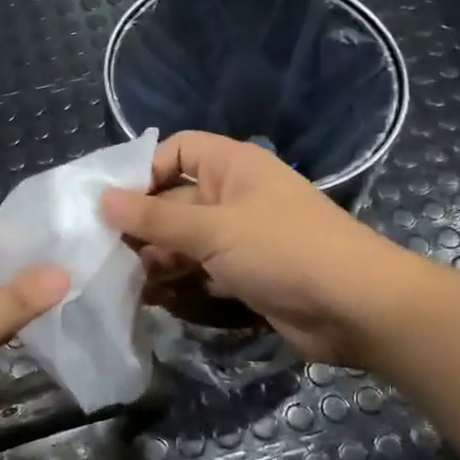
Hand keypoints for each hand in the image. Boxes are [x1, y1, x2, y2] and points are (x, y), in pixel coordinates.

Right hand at [102, 132, 391, 365]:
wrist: (357, 308)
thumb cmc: (283, 250)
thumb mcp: (213, 230)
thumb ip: (155, 217)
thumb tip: (102, 199)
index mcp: (232, 167)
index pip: (176, 151)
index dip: (143, 171)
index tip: (111, 204)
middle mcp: (235, 196)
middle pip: (175, 200)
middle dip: (143, 225)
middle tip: (105, 252)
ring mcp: (241, 238)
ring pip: (185, 241)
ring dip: (156, 259)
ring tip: (123, 281)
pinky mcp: (246, 275)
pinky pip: (202, 271)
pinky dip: (179, 284)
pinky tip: (153, 300)